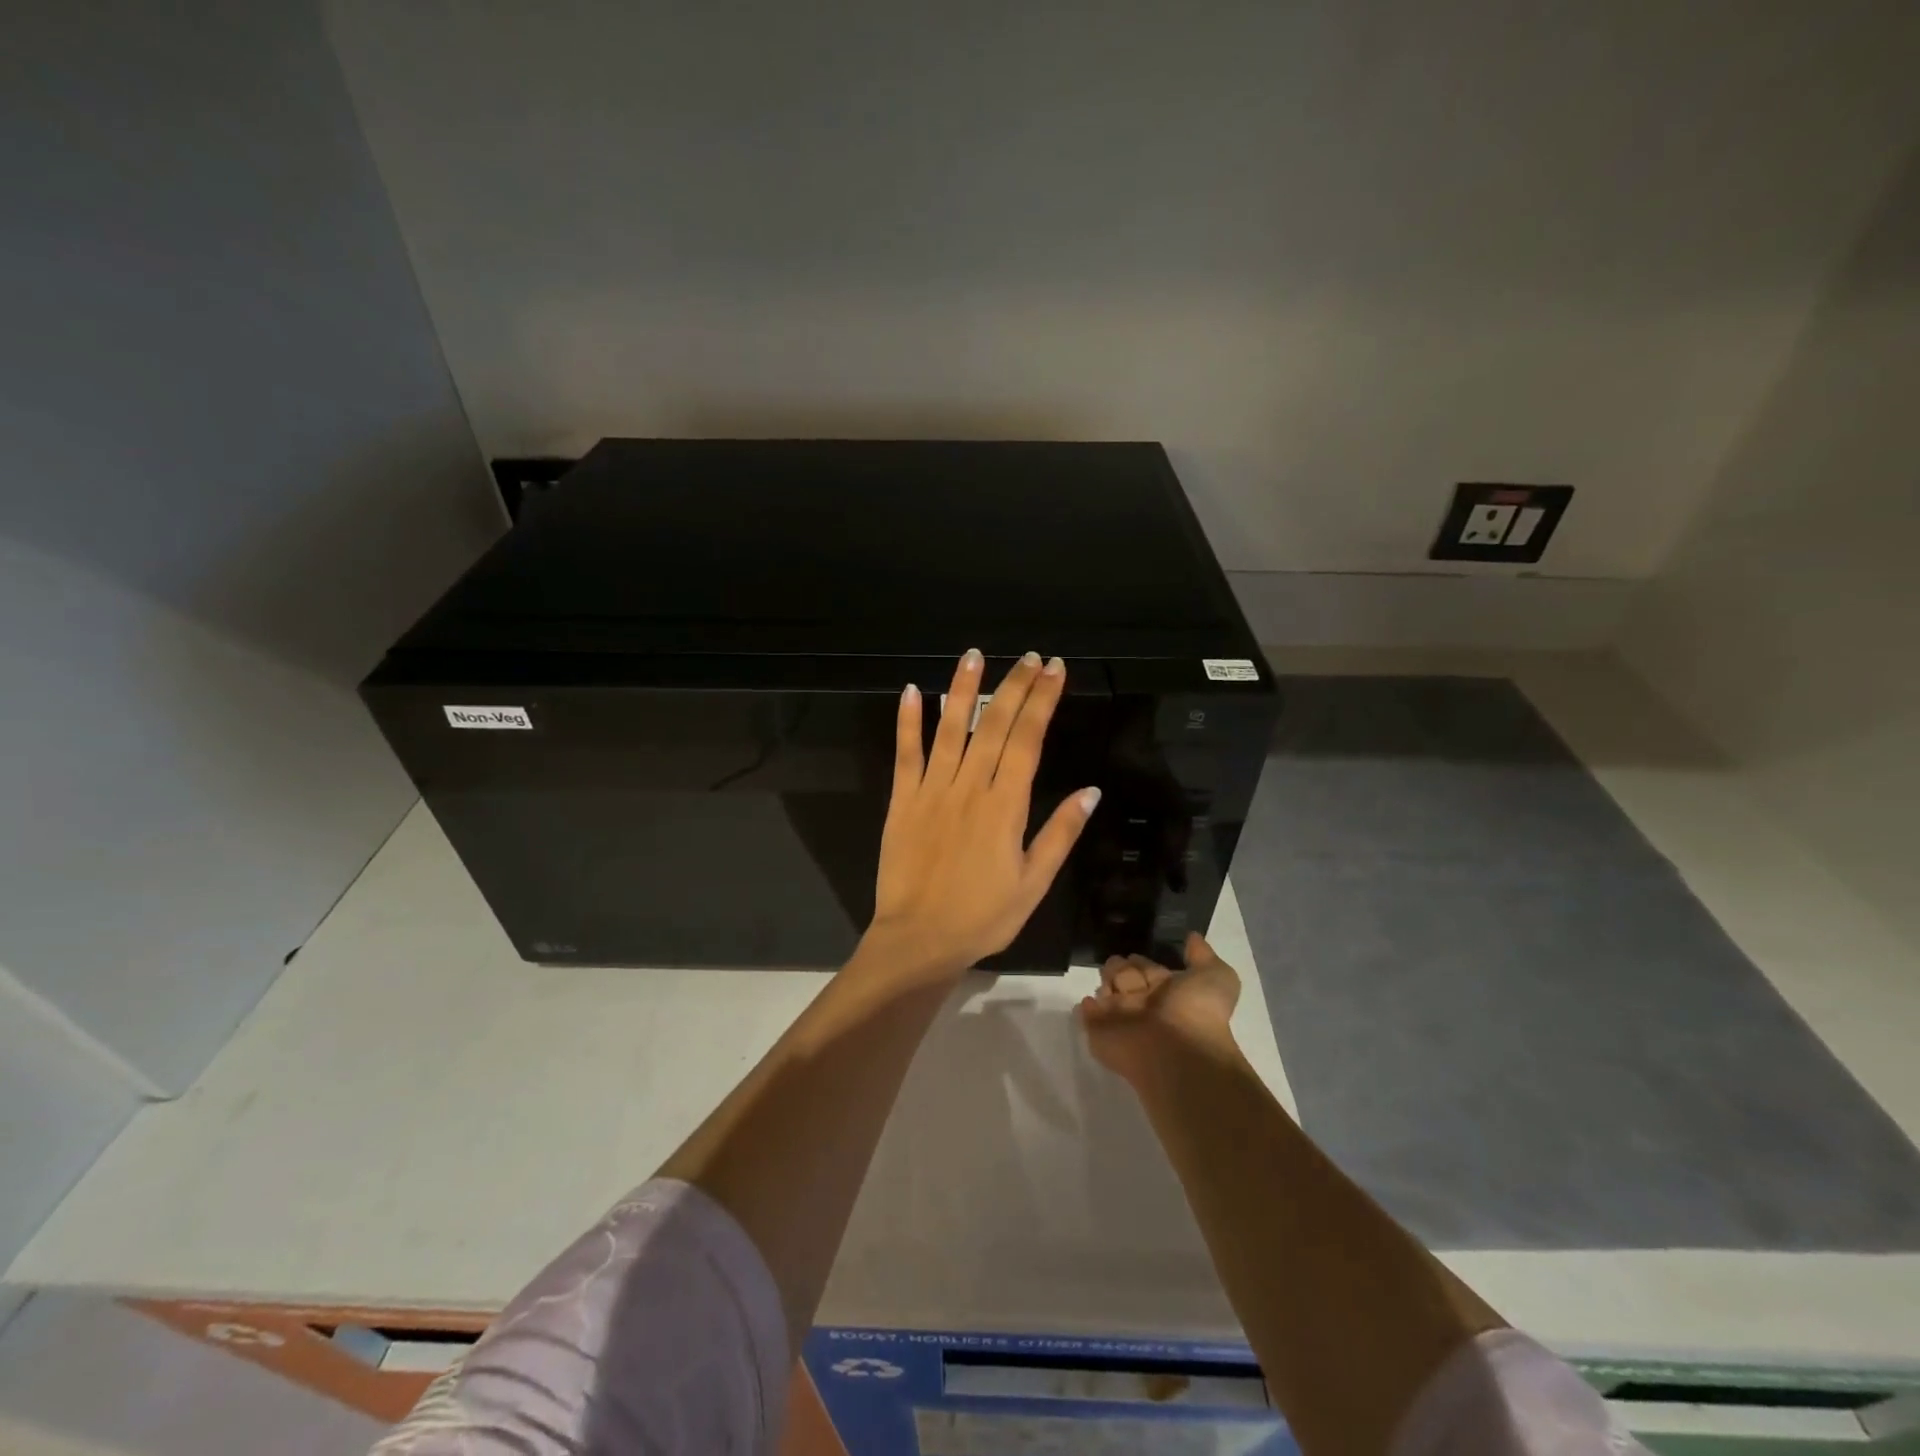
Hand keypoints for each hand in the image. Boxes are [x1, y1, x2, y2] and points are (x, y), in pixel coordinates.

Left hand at [862, 649, 1100, 978]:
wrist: (918, 939)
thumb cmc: (983, 916)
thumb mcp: (1034, 883)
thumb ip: (1060, 834)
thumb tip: (1090, 791)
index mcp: (1006, 805)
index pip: (1029, 739)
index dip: (1043, 701)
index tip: (1055, 670)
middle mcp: (970, 787)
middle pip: (995, 725)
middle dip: (1015, 686)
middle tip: (1030, 657)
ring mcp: (932, 790)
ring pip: (949, 728)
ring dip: (963, 689)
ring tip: (974, 656)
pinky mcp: (901, 800)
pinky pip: (905, 754)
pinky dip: (907, 721)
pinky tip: (910, 691)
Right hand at [1078, 933, 1242, 1084]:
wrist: (1177, 1052)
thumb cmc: (1196, 1011)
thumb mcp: (1215, 977)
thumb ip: (1203, 955)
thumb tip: (1192, 936)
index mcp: (1167, 992)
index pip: (1147, 968)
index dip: (1141, 961)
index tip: (1134, 954)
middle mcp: (1144, 1005)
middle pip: (1124, 977)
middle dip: (1120, 968)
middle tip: (1117, 964)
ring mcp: (1121, 1021)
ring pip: (1106, 994)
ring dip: (1105, 983)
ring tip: (1107, 980)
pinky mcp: (1100, 1035)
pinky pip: (1089, 1018)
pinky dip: (1087, 1009)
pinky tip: (1088, 1001)